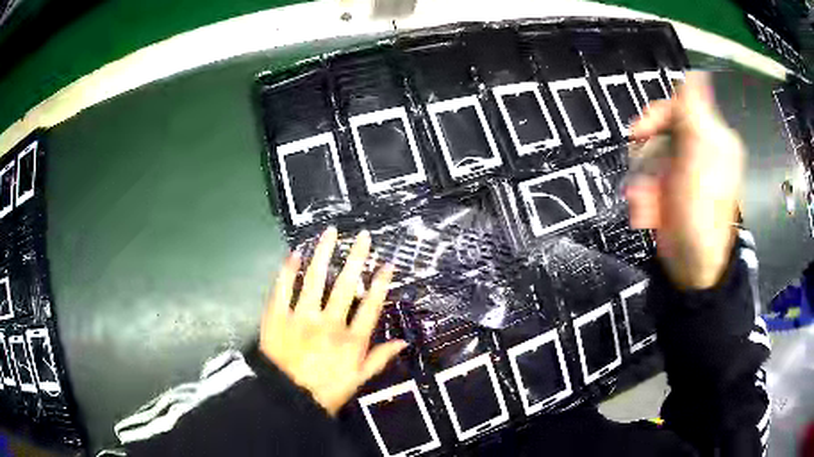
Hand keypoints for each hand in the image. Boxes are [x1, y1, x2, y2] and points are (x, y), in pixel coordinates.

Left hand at [260, 227, 406, 414]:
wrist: (285, 398)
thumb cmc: (325, 391)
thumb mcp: (358, 380)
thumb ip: (379, 359)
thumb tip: (403, 343)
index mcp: (350, 340)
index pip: (370, 307)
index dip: (380, 284)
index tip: (387, 264)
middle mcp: (329, 323)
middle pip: (345, 285)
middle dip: (356, 258)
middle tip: (362, 236)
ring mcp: (301, 317)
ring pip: (314, 279)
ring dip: (323, 254)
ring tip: (330, 233)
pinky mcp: (277, 316)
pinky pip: (282, 288)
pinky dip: (288, 270)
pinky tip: (294, 253)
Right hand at [627, 72, 743, 289]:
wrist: (693, 266)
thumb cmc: (701, 214)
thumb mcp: (701, 158)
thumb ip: (697, 114)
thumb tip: (696, 74)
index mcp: (711, 138)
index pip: (679, 105)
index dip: (656, 114)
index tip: (638, 132)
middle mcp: (698, 150)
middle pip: (662, 132)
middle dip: (648, 156)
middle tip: (646, 181)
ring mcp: (684, 172)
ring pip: (651, 158)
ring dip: (644, 181)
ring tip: (648, 206)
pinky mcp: (672, 191)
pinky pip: (650, 181)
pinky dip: (644, 196)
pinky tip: (648, 212)